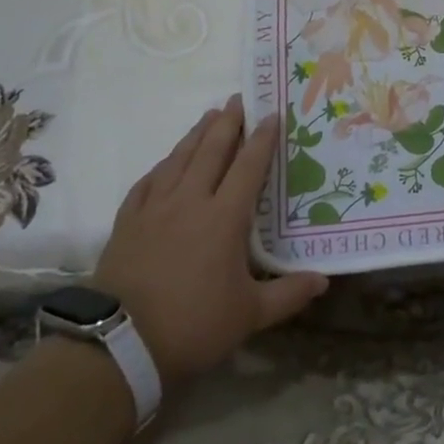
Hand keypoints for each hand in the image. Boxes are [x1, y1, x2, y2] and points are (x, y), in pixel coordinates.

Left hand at [93, 95, 328, 384]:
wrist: (119, 346)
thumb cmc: (192, 325)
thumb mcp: (249, 315)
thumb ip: (288, 294)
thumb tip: (324, 281)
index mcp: (224, 217)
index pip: (248, 166)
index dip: (262, 138)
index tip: (272, 114)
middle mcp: (190, 201)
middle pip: (211, 151)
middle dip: (228, 122)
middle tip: (238, 98)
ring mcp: (154, 209)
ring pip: (178, 159)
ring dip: (196, 134)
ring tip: (209, 115)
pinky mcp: (127, 222)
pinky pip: (148, 182)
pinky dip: (162, 166)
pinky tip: (167, 162)